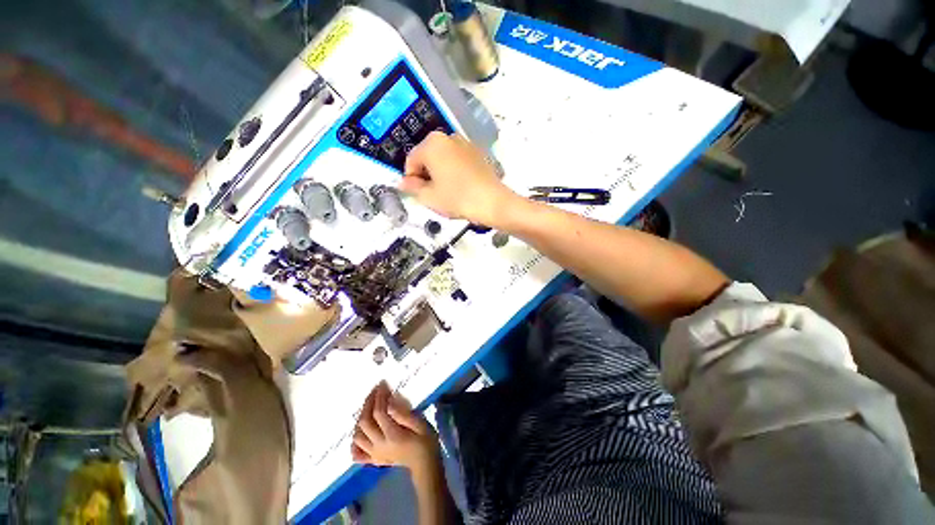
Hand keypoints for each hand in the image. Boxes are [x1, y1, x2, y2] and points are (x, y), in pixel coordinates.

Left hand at [352, 382, 439, 471]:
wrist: (425, 464)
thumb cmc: (425, 440)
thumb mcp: (421, 424)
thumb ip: (404, 414)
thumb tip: (390, 402)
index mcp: (393, 435)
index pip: (379, 412)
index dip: (379, 396)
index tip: (382, 384)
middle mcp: (380, 445)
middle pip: (365, 422)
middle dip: (368, 403)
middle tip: (375, 390)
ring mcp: (374, 454)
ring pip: (358, 435)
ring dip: (360, 418)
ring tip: (369, 406)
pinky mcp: (373, 460)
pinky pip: (357, 453)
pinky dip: (355, 442)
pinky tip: (360, 432)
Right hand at [401, 131, 517, 225]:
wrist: (492, 202)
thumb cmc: (458, 198)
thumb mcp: (429, 197)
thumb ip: (411, 188)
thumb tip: (404, 183)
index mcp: (432, 144)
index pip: (411, 160)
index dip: (410, 179)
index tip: (416, 193)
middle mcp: (448, 137)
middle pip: (428, 157)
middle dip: (426, 175)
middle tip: (431, 194)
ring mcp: (465, 144)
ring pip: (443, 158)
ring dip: (440, 173)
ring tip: (446, 193)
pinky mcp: (478, 153)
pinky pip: (458, 161)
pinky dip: (454, 171)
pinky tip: (460, 188)